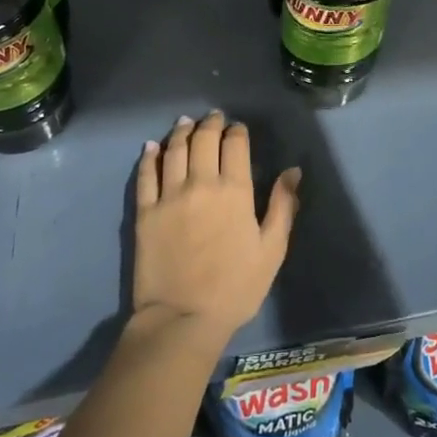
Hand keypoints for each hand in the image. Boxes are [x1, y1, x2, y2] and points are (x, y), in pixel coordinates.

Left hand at [133, 111, 299, 340]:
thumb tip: (293, 171)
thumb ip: (283, 206)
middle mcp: (200, 183)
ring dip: (181, 132)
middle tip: (213, 118)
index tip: (238, 128)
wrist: (183, 318)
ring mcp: (168, 196)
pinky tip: (151, 147)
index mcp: (234, 191)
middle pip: (203, 140)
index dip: (237, 131)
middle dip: (210, 124)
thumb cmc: (236, 287)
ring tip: (185, 123)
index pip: (235, 145)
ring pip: (173, 150)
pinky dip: (149, 156)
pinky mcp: (144, 212)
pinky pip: (145, 175)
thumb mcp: (272, 250)